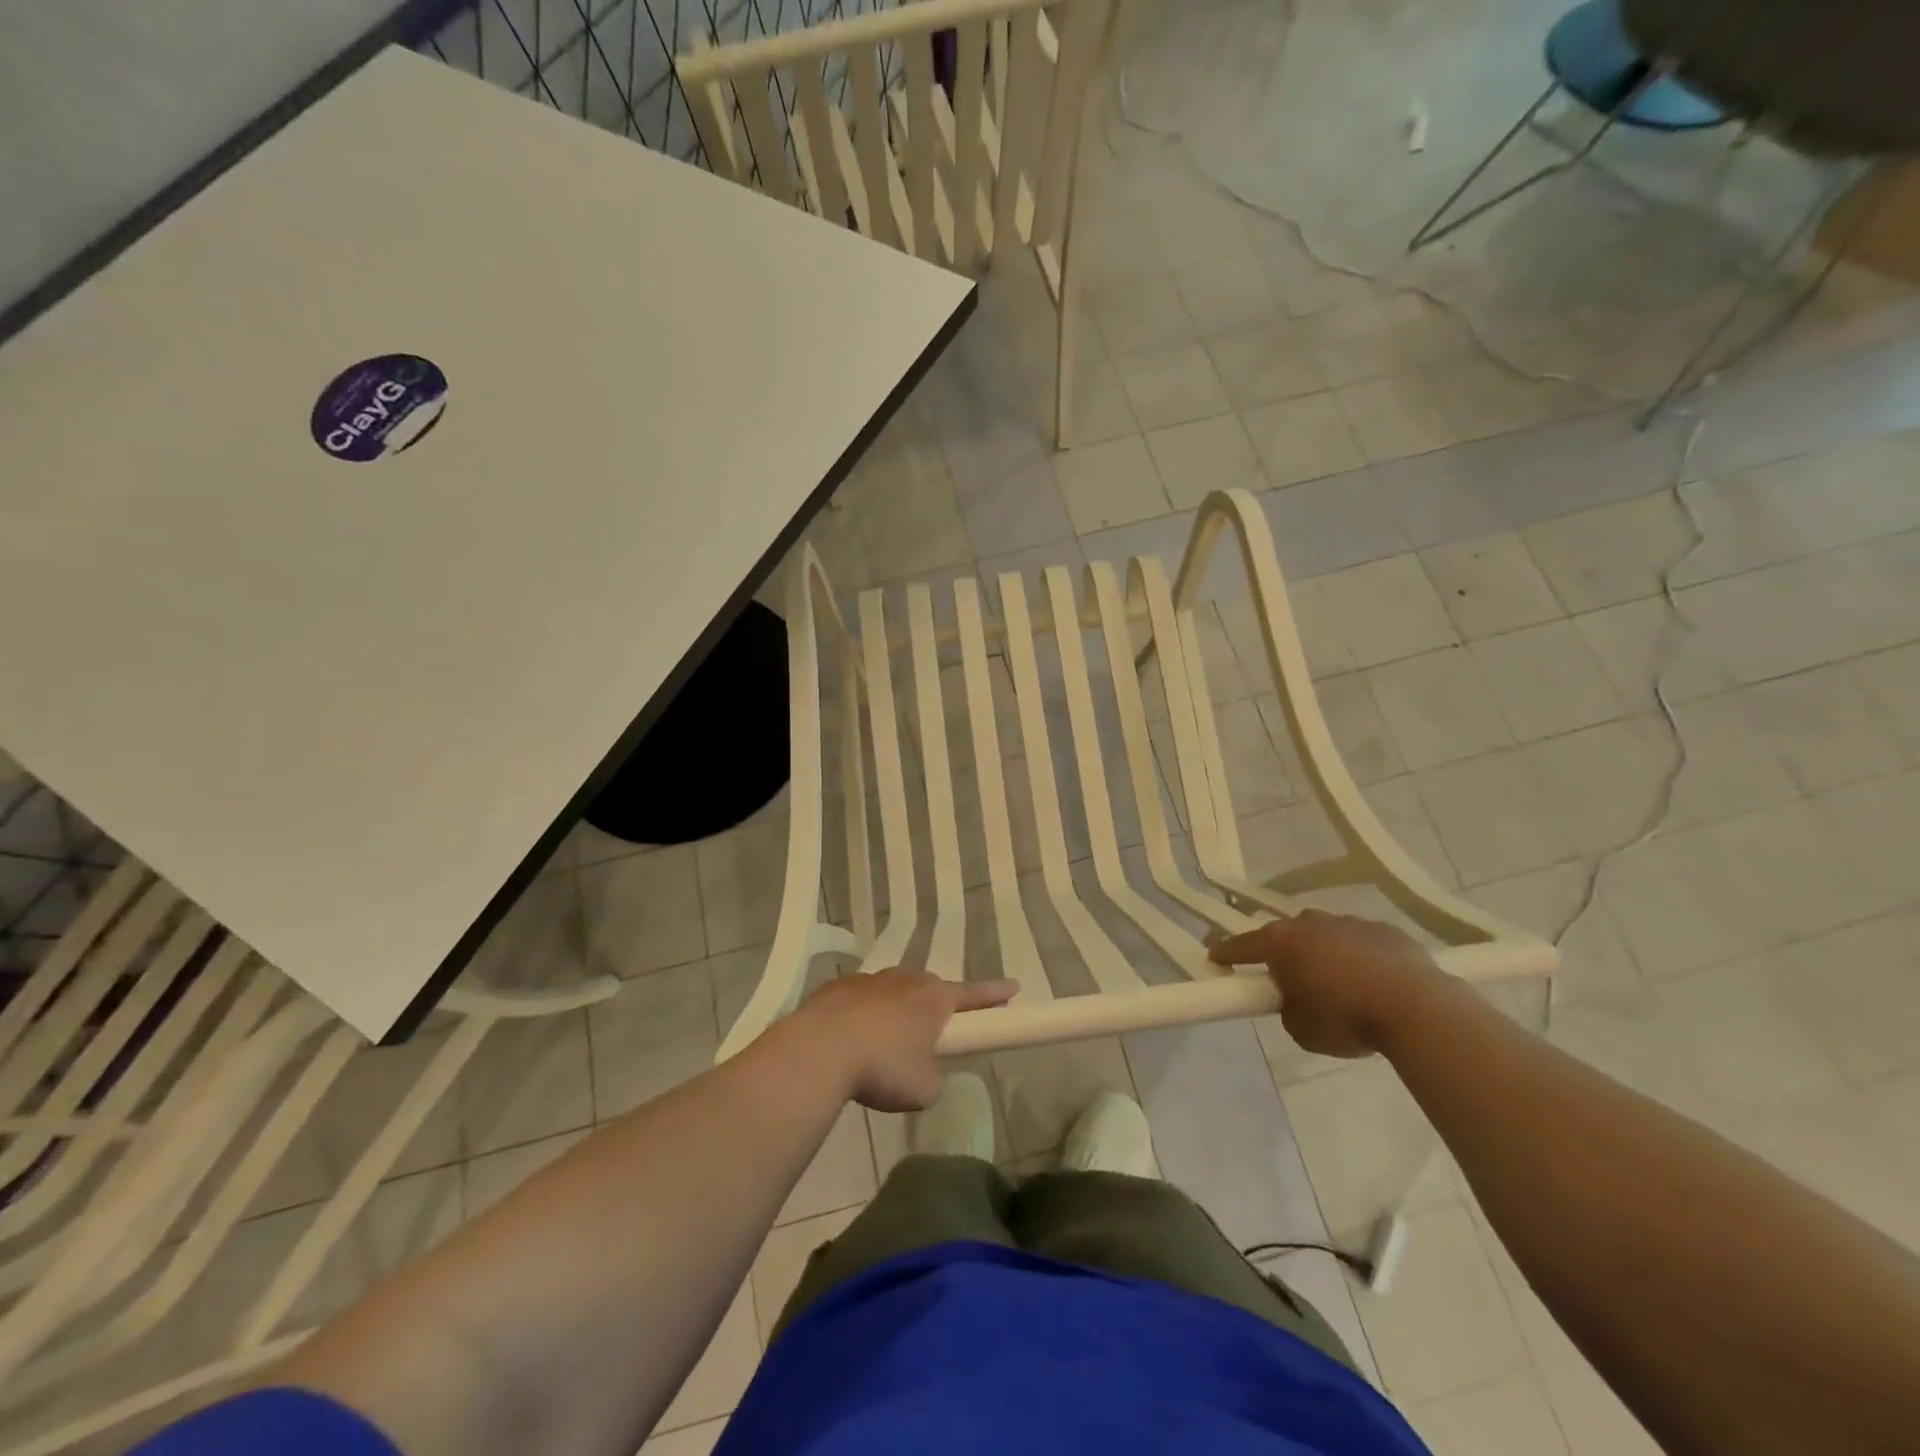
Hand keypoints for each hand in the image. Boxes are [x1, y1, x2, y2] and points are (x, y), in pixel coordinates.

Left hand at [785, 970, 1017, 1111]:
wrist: (819, 1050)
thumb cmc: (882, 1067)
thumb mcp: (923, 1089)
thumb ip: (933, 1077)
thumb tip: (922, 1071)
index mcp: (934, 998)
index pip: (974, 995)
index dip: (995, 994)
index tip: (1014, 987)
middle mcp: (905, 980)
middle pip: (929, 990)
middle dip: (933, 1009)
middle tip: (930, 1034)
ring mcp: (869, 980)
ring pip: (892, 993)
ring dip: (894, 1012)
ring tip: (882, 1045)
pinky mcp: (836, 988)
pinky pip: (859, 1001)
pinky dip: (861, 1017)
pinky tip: (850, 1041)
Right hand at [1208, 910, 1447, 1057]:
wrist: (1418, 1009)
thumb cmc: (1347, 1018)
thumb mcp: (1301, 1029)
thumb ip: (1288, 1008)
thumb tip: (1297, 999)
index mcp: (1282, 942)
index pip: (1242, 945)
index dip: (1225, 952)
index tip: (1213, 956)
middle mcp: (1311, 923)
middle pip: (1287, 936)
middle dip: (1285, 955)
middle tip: (1291, 982)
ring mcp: (1350, 922)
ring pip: (1326, 937)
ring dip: (1325, 955)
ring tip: (1341, 987)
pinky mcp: (1386, 931)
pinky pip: (1361, 944)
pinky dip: (1360, 959)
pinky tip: (1375, 984)